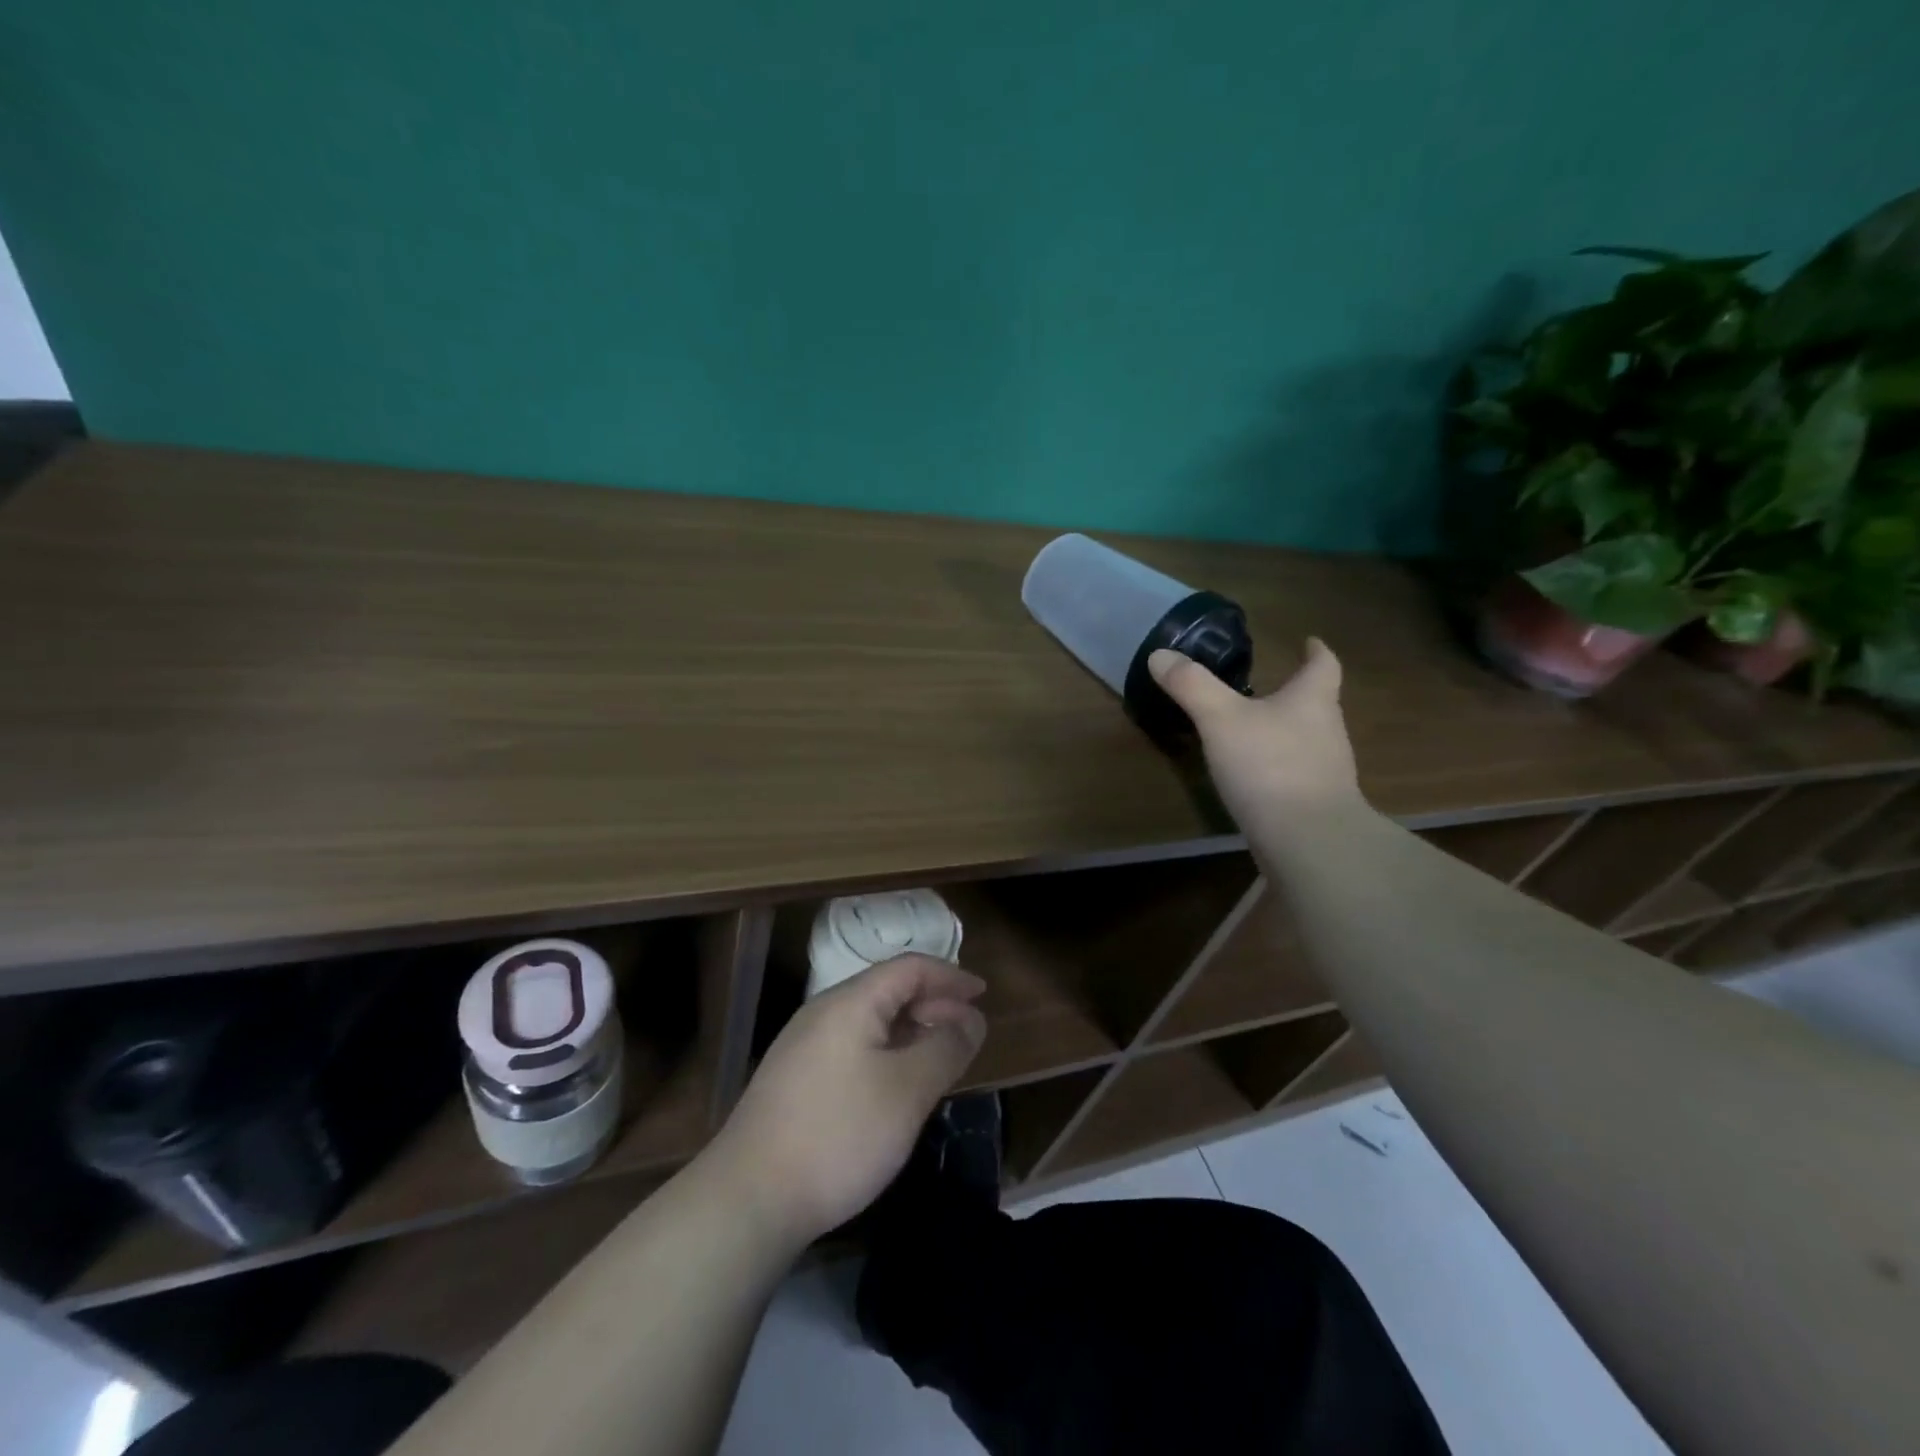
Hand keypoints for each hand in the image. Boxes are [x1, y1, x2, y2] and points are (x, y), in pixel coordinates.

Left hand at [705, 954, 985, 1246]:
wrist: (749, 1198)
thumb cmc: (839, 1135)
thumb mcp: (907, 1091)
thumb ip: (945, 1048)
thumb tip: (971, 1020)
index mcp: (851, 1002)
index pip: (909, 968)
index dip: (950, 976)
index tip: (983, 995)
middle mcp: (824, 1012)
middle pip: (889, 990)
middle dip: (934, 1004)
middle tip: (970, 1032)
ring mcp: (805, 1046)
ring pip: (871, 1021)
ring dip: (912, 1030)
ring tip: (941, 1056)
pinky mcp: (796, 1079)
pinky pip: (854, 1046)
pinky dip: (888, 1052)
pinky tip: (899, 1084)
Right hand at [1149, 637, 1362, 825]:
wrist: (1308, 841)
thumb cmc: (1269, 766)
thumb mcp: (1220, 719)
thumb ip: (1191, 686)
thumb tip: (1160, 654)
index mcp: (1311, 701)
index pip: (1323, 665)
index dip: (1315, 651)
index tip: (1309, 641)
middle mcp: (1328, 731)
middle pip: (1316, 703)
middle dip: (1294, 694)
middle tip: (1265, 687)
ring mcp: (1326, 771)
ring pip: (1307, 740)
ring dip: (1284, 732)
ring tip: (1251, 731)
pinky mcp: (1315, 804)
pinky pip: (1296, 775)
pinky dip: (1277, 769)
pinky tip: (1253, 778)